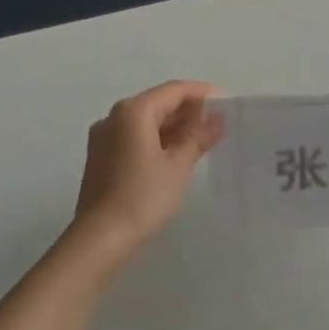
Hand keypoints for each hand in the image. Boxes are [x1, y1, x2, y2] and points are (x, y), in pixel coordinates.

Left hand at [70, 81, 225, 250]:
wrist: (101, 239)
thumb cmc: (143, 197)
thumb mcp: (178, 165)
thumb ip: (198, 136)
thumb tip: (217, 119)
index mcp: (133, 111)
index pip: (174, 90)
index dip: (202, 93)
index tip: (227, 102)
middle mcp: (114, 117)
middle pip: (157, 103)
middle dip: (188, 110)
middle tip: (218, 122)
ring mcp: (104, 138)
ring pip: (145, 121)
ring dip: (174, 126)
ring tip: (203, 138)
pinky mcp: (101, 157)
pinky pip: (134, 137)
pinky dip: (157, 139)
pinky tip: (176, 154)